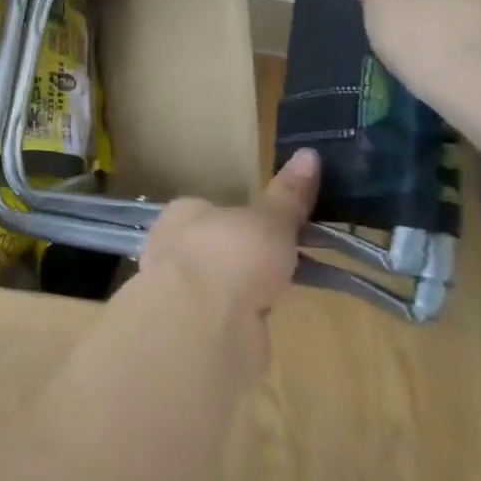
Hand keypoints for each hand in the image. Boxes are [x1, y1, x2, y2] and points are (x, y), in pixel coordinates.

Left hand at [135, 149, 320, 369]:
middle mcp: (172, 246)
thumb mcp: (270, 220)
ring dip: (244, 289)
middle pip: (216, 246)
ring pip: (219, 282)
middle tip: (283, 263)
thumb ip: (288, 196)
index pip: (213, 208)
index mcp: (182, 212)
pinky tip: (260, 322)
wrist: (202, 323)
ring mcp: (177, 288)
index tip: (276, 229)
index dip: (245, 219)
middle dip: (246, 257)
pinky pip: (222, 315)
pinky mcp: (190, 326)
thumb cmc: (231, 255)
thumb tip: (309, 153)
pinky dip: (241, 318)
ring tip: (277, 292)